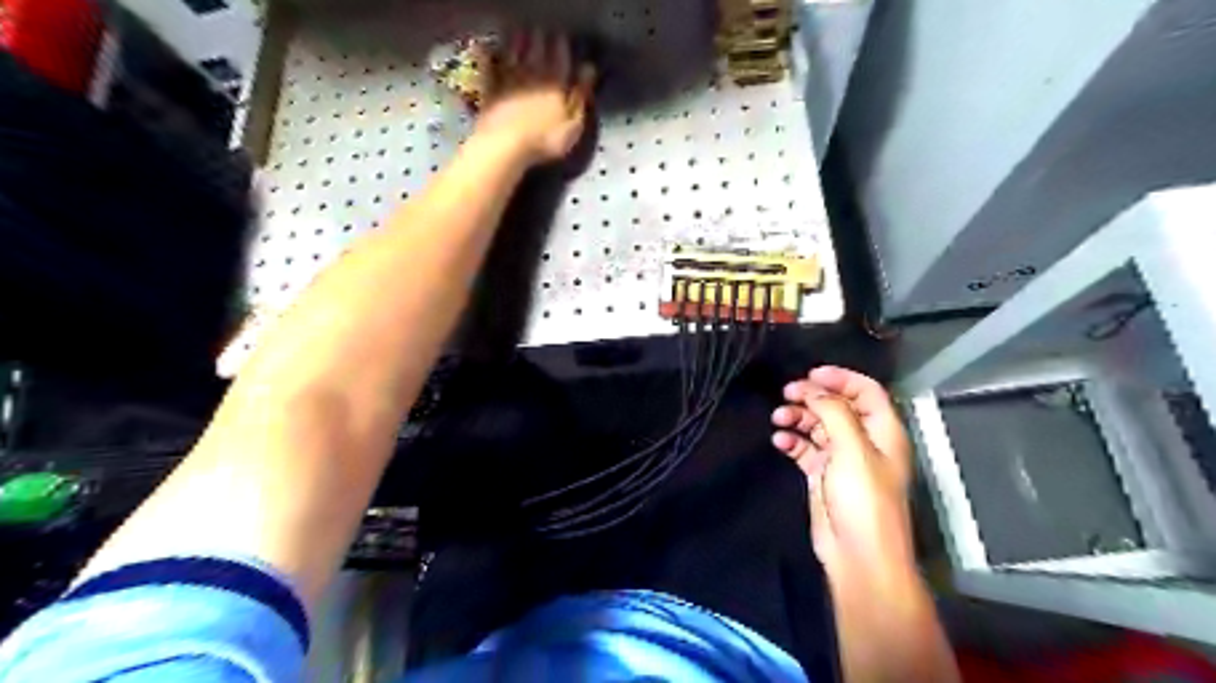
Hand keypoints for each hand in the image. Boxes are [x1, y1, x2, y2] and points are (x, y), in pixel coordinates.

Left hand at [473, 29, 596, 165]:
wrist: (506, 144)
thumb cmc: (546, 140)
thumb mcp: (573, 124)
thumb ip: (581, 95)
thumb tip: (589, 70)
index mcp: (556, 81)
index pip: (561, 55)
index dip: (562, 45)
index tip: (562, 39)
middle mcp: (532, 73)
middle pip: (536, 48)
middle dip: (540, 39)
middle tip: (541, 33)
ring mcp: (509, 78)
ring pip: (514, 50)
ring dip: (518, 41)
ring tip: (521, 35)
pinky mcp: (490, 87)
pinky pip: (490, 64)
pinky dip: (490, 55)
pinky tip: (489, 49)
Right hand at [773, 367, 916, 587]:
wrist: (858, 555)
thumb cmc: (864, 499)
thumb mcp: (852, 450)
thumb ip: (834, 413)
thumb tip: (814, 390)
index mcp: (882, 431)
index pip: (866, 391)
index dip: (841, 378)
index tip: (811, 373)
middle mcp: (863, 440)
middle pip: (838, 406)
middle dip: (813, 396)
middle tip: (787, 392)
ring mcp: (841, 458)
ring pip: (818, 425)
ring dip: (798, 417)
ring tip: (778, 418)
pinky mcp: (822, 474)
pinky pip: (804, 448)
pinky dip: (792, 441)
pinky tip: (779, 440)